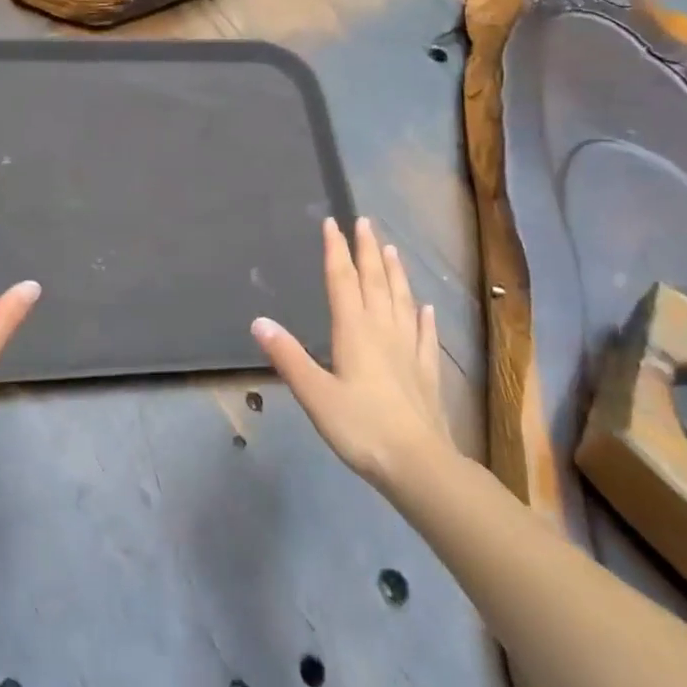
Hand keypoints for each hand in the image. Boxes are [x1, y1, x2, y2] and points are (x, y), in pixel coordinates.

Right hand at [253, 217, 454, 491]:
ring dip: (396, 273)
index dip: (336, 250)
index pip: (342, 281)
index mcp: (354, 331)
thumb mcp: (315, 394)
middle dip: (367, 250)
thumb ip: (288, 357)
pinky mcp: (427, 372)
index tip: (332, 222)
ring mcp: (409, 350)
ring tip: (392, 249)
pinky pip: (426, 335)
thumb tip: (258, 321)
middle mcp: (383, 331)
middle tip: (365, 222)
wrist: (419, 464)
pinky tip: (427, 307)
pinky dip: (425, 318)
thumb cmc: (361, 428)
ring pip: (401, 301)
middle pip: (374, 282)